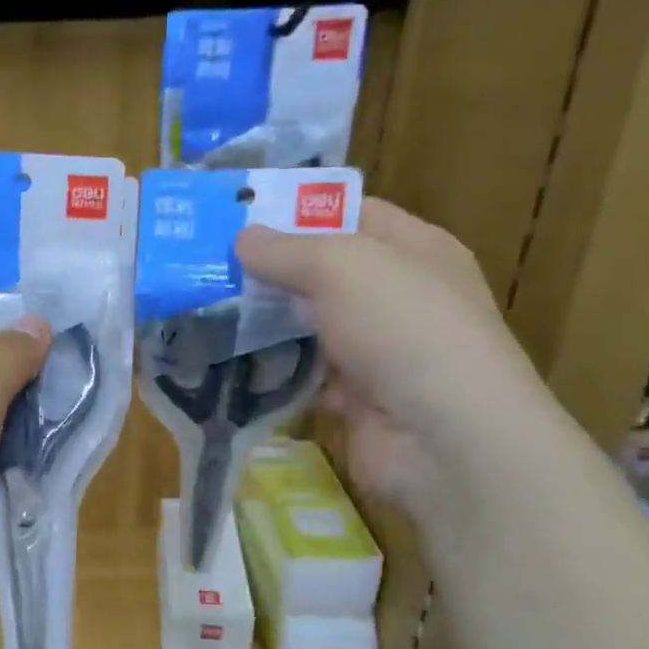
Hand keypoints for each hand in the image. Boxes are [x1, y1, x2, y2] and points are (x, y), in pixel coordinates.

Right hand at [236, 198, 555, 515]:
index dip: (298, 211)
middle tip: (207, 266)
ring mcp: (379, 351)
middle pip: (324, 273)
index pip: (351, 215)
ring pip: (310, 326)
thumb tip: (242, 237)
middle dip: (270, 270)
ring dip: (266, 323)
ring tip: (205, 311)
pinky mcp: (357, 399)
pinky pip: (306, 376)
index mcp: (414, 249)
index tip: (239, 216)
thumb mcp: (341, 266)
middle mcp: (399, 296)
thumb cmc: (403, 328)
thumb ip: (287, 249)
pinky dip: (274, 372)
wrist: (443, 438)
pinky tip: (229, 362)